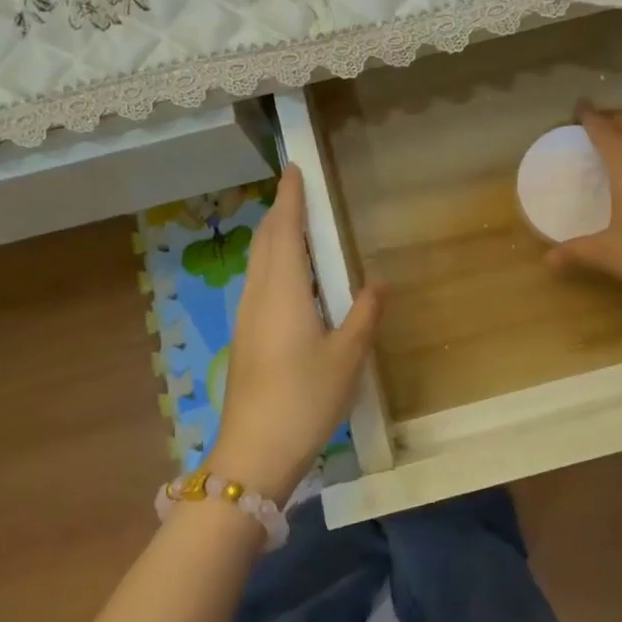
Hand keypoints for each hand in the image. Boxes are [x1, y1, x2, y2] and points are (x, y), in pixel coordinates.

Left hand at [209, 166, 383, 502]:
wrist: (254, 452)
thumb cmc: (305, 398)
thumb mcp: (347, 356)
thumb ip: (364, 313)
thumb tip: (377, 281)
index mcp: (284, 291)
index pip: (285, 230)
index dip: (289, 198)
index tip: (293, 169)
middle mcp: (259, 295)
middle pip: (266, 241)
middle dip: (280, 211)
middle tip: (297, 189)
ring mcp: (246, 317)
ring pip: (257, 262)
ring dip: (273, 236)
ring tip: (293, 224)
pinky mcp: (244, 337)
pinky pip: (257, 282)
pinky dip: (271, 262)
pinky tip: (287, 277)